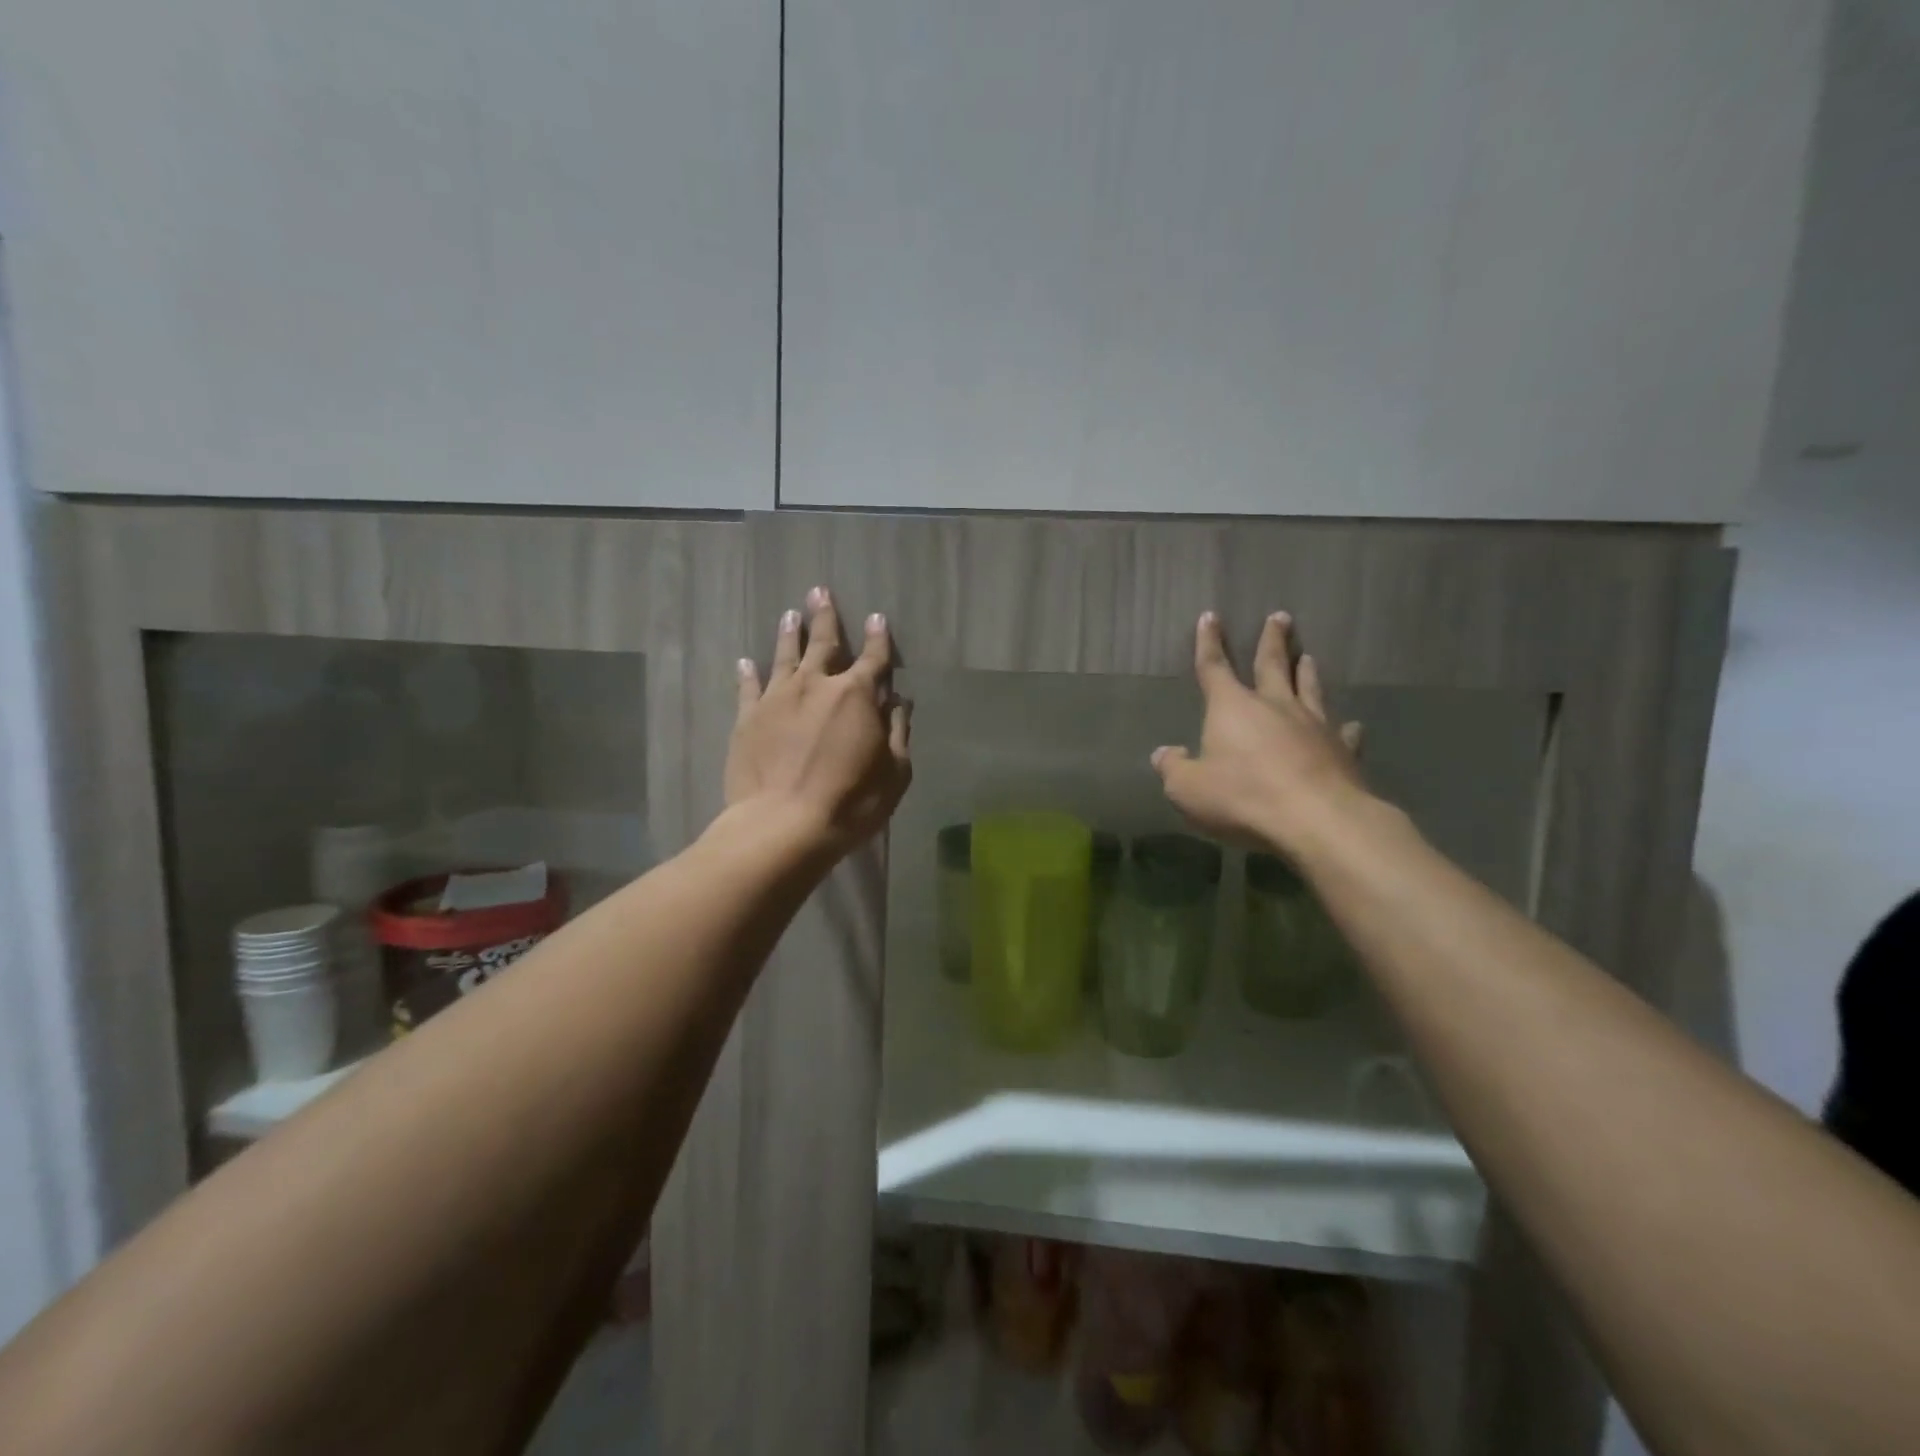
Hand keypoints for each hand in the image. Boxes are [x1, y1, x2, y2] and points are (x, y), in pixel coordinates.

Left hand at [726, 586, 912, 855]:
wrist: (784, 825)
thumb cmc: (850, 801)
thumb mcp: (894, 772)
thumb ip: (897, 732)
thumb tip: (898, 703)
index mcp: (857, 695)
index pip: (873, 658)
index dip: (878, 638)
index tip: (877, 618)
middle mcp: (816, 685)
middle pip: (824, 643)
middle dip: (825, 617)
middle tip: (820, 591)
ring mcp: (778, 699)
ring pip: (784, 656)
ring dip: (789, 634)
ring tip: (790, 614)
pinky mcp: (748, 719)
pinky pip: (748, 688)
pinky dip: (748, 673)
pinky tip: (745, 662)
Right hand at [1152, 611, 1367, 856]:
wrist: (1317, 820)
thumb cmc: (1242, 797)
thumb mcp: (1188, 789)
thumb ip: (1174, 768)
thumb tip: (1165, 754)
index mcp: (1232, 708)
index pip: (1214, 667)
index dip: (1209, 643)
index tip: (1210, 617)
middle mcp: (1274, 706)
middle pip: (1272, 665)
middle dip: (1272, 640)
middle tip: (1280, 617)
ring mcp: (1314, 726)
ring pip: (1310, 689)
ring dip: (1307, 671)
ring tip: (1308, 656)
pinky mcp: (1342, 751)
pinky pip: (1342, 733)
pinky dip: (1344, 728)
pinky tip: (1351, 725)